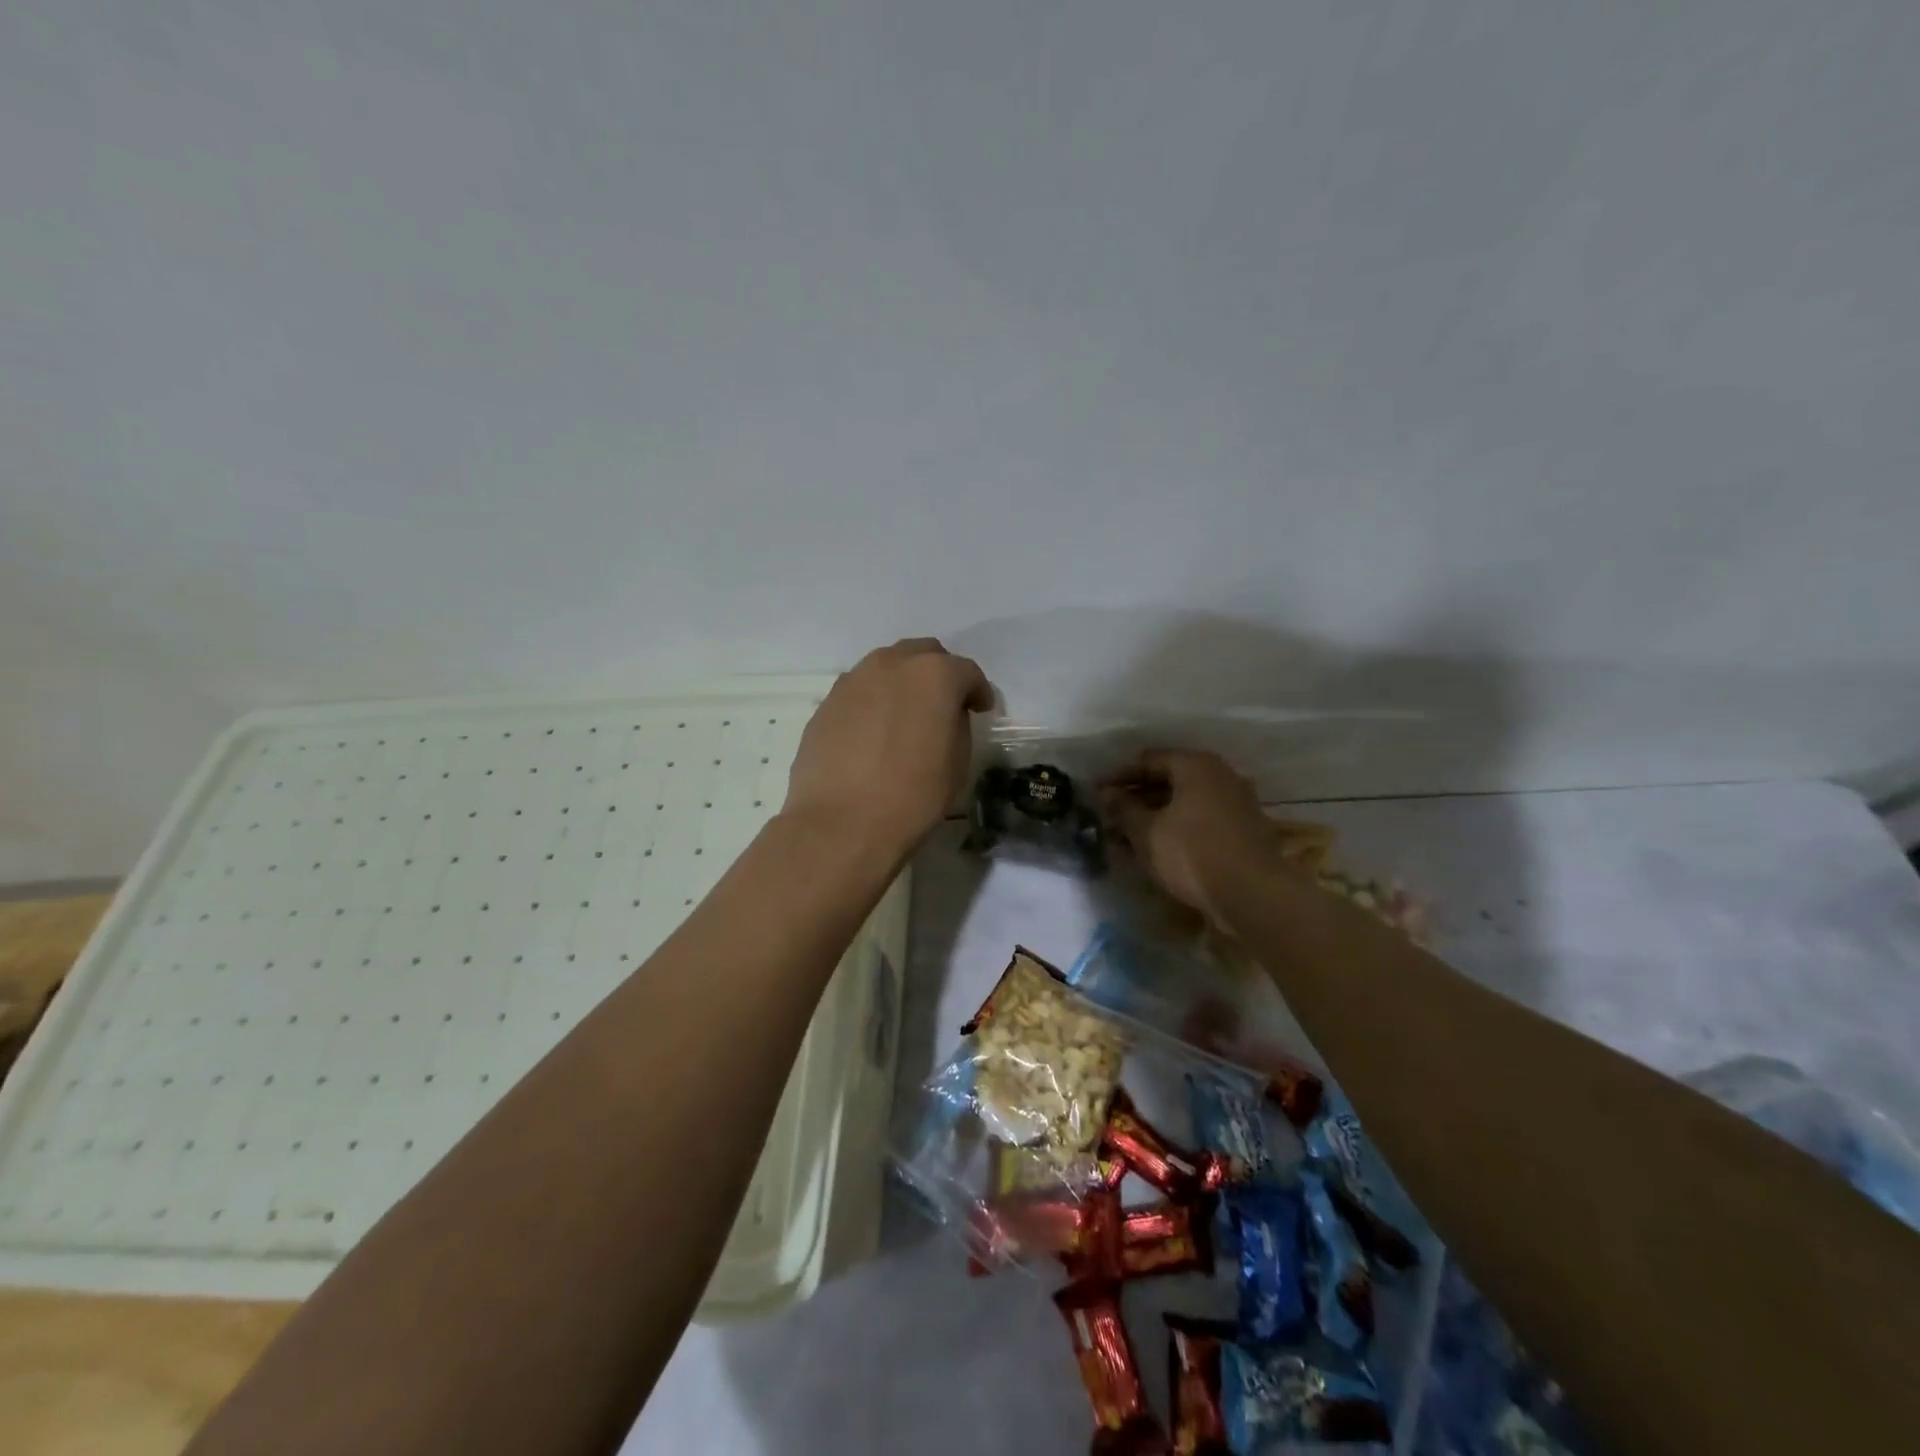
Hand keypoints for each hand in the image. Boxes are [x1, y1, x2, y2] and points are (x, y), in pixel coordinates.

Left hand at [784, 639, 993, 856]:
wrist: (841, 823)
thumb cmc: (912, 796)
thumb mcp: (957, 763)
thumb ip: (957, 725)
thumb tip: (946, 715)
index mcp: (934, 675)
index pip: (967, 672)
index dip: (978, 691)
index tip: (980, 710)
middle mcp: (892, 664)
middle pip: (924, 654)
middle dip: (939, 674)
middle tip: (944, 704)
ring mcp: (854, 680)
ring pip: (887, 667)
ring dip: (903, 683)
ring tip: (906, 715)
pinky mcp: (827, 702)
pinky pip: (860, 691)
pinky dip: (874, 701)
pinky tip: (875, 732)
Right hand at [1100, 750, 1281, 925]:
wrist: (1253, 895)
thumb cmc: (1193, 853)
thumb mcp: (1147, 831)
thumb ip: (1124, 809)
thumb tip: (1107, 795)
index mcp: (1197, 766)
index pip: (1148, 760)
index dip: (1118, 775)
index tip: (1095, 792)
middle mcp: (1220, 776)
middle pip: (1169, 779)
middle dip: (1135, 797)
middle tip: (1109, 816)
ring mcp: (1236, 804)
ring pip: (1184, 803)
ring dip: (1153, 816)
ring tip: (1125, 837)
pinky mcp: (1243, 831)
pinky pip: (1199, 821)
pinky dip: (1174, 829)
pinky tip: (1154, 849)